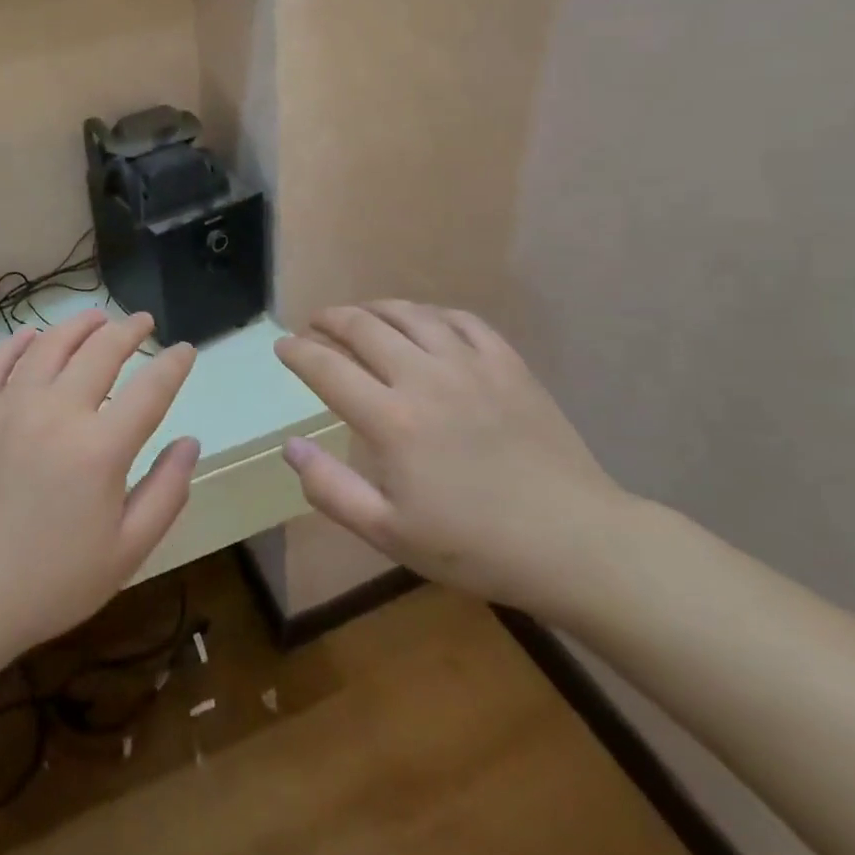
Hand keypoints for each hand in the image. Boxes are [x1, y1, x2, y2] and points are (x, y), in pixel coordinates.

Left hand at [0, 310, 199, 685]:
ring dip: (79, 326)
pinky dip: (19, 342)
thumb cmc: (50, 582)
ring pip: (51, 345)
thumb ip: (166, 492)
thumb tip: (190, 442)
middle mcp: (56, 412)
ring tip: (97, 318)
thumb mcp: (126, 552)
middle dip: (129, 331)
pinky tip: (33, 337)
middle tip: (143, 322)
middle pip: (101, 351)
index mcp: (100, 448)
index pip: (151, 389)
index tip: (185, 349)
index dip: (174, 364)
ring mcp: (8, 406)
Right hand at [274, 301, 634, 617]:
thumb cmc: (474, 546)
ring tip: (360, 313)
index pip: (327, 367)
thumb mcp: (389, 533)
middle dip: (330, 320)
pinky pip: (460, 320)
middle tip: (315, 324)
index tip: (282, 345)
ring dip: (375, 308)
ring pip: (410, 314)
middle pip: (363, 327)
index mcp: (390, 420)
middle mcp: (424, 377)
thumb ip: (330, 488)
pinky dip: (430, 313)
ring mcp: (470, 364)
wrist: (572, 541)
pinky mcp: (507, 363)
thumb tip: (290, 446)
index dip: (298, 352)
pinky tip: (423, 321)